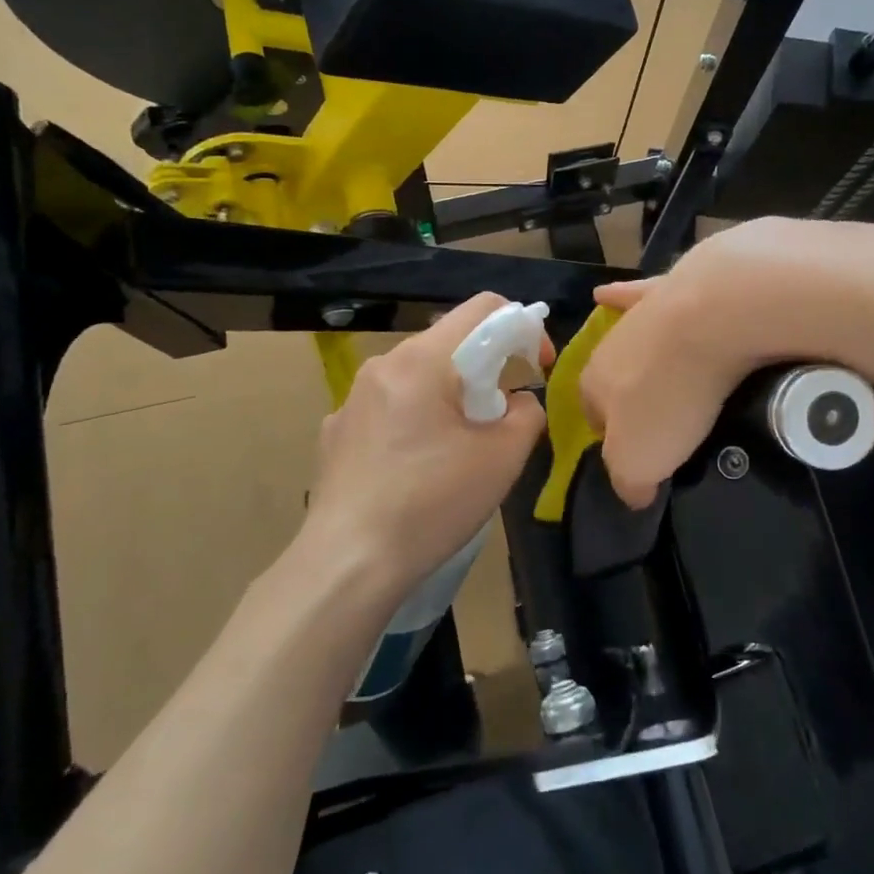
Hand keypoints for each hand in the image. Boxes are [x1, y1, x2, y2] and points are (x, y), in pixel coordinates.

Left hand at [299, 294, 546, 603]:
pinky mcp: (336, 431)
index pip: (483, 308)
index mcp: (422, 360)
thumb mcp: (501, 459)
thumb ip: (526, 415)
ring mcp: (352, 398)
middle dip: (486, 370)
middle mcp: (383, 366)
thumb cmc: (431, 504)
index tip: (536, 368)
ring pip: (418, 376)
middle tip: (500, 418)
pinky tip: (416, 468)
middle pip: (449, 343)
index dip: (522, 328)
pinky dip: (416, 420)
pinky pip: (390, 407)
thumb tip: (519, 403)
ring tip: (460, 448)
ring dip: (450, 396)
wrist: (347, 565)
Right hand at [582, 217, 838, 506]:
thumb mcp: (641, 460)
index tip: (642, 452)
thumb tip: (633, 494)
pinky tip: (614, 293)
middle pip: (613, 377)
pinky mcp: (668, 285)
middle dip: (630, 396)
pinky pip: (639, 293)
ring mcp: (638, 314)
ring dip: (640, 355)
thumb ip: (628, 481)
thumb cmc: (669, 396)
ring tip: (663, 372)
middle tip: (666, 418)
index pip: (592, 417)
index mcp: (594, 385)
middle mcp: (608, 346)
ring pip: (631, 340)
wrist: (709, 316)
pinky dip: (625, 294)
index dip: (613, 438)